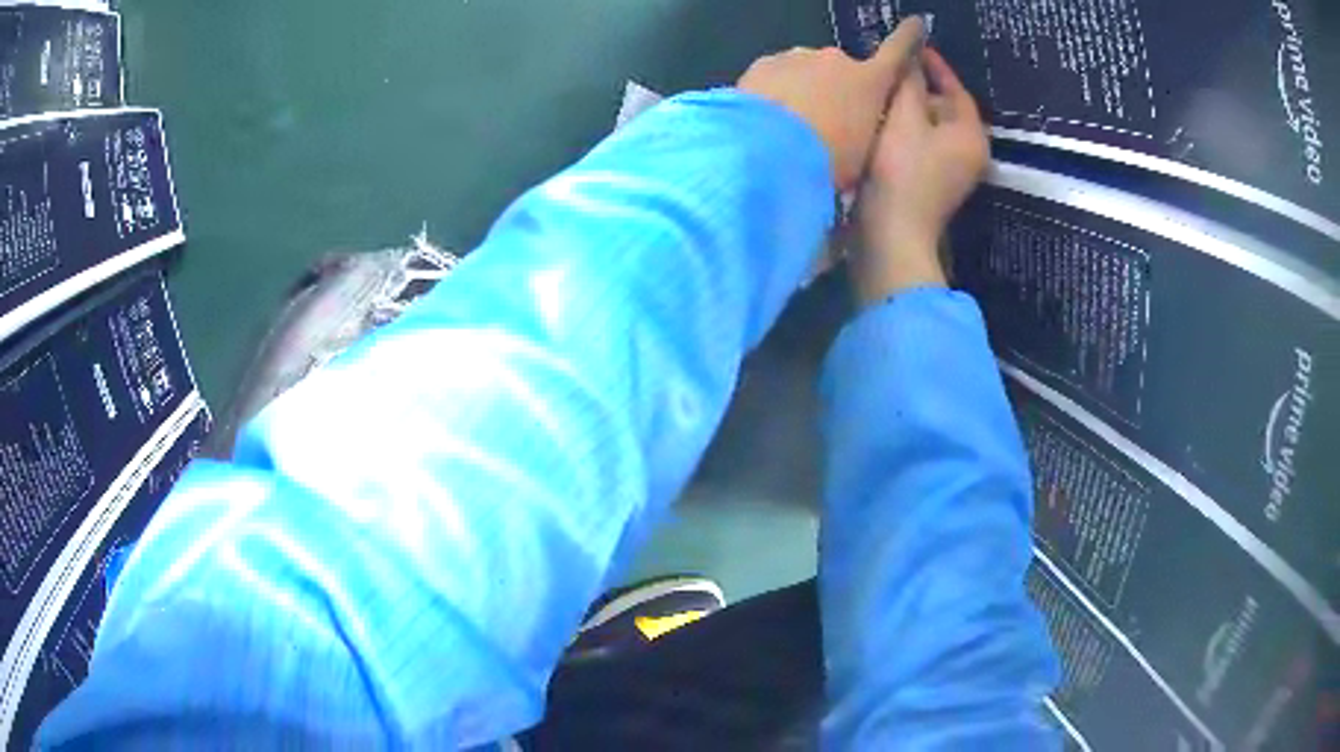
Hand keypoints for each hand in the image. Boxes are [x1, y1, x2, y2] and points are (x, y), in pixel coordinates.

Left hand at [738, 18, 926, 190]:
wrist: (767, 149)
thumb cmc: (829, 159)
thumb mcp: (862, 156)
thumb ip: (864, 133)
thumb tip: (855, 132)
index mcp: (871, 82)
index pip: (898, 52)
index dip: (908, 37)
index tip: (916, 23)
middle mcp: (837, 60)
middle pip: (841, 71)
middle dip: (835, 90)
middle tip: (823, 124)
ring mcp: (799, 57)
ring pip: (807, 70)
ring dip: (803, 90)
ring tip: (790, 125)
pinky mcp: (765, 63)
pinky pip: (776, 75)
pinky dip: (775, 91)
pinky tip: (766, 118)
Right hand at [854, 48, 989, 303]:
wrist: (892, 235)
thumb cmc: (902, 171)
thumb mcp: (905, 118)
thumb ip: (909, 82)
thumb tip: (911, 55)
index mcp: (971, 135)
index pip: (958, 91)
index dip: (937, 67)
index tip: (915, 48)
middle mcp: (969, 154)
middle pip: (946, 110)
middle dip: (920, 89)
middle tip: (891, 71)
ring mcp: (953, 172)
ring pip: (932, 128)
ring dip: (910, 110)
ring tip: (882, 93)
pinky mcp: (934, 184)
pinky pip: (924, 146)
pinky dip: (907, 131)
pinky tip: (884, 123)